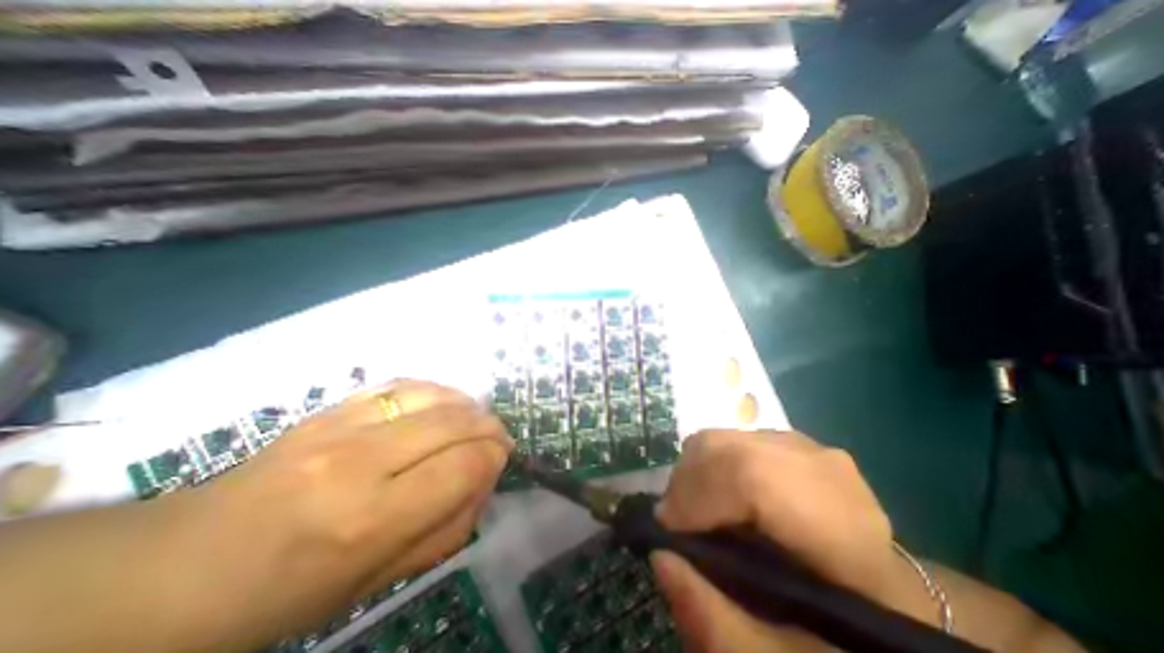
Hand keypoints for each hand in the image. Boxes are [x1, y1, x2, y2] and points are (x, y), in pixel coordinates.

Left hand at [157, 381, 509, 650]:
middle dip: (489, 426)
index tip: (501, 459)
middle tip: (498, 437)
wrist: (180, 567)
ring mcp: (341, 425)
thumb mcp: (377, 582)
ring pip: (433, 394)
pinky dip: (436, 390)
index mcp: (370, 520)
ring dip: (467, 404)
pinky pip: (403, 383)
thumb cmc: (286, 592)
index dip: (495, 457)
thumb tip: (484, 479)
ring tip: (475, 419)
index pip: (464, 465)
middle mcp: (360, 462)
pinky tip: (442, 403)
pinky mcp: (330, 407)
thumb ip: (448, 528)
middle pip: (455, 422)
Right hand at [651, 432, 938, 649]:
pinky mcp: (789, 441)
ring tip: (693, 513)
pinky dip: (708, 464)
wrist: (882, 597)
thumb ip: (714, 621)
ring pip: (723, 438)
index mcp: (841, 527)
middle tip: (676, 525)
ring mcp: (806, 447)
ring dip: (694, 472)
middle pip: (727, 447)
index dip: (697, 495)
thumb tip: (660, 555)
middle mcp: (823, 469)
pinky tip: (716, 498)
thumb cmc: (838, 637)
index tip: (668, 531)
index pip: (751, 477)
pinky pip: (730, 439)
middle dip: (686, 483)